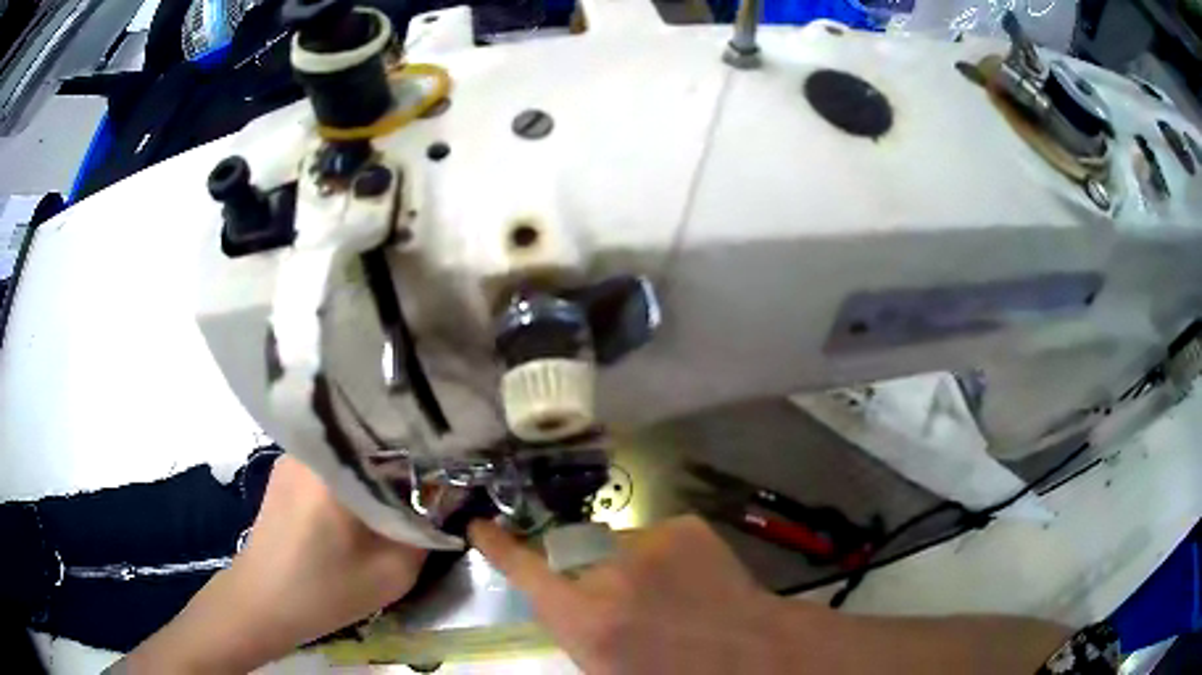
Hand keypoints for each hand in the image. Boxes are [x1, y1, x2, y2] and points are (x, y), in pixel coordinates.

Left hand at [123, 456, 426, 672]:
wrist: (262, 603)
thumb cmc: (325, 592)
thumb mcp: (393, 571)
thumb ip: (427, 529)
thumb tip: (447, 492)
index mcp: (336, 465)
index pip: (398, 433)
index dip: (435, 441)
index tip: (461, 453)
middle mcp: (312, 444)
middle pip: (373, 431)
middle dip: (410, 446)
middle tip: (440, 465)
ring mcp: (295, 452)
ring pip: (352, 443)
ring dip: (381, 458)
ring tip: (409, 476)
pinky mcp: (288, 466)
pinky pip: (333, 455)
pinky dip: (357, 467)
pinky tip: (368, 489)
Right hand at [469, 515, 818, 673]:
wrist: (754, 654)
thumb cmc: (674, 674)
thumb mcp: (607, 667)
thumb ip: (578, 630)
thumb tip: (567, 604)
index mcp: (587, 619)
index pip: (526, 574)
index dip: (499, 548)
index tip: (480, 525)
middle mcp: (610, 573)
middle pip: (579, 563)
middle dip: (592, 581)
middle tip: (630, 610)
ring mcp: (652, 543)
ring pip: (621, 549)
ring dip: (633, 569)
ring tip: (669, 597)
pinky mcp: (686, 527)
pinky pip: (659, 540)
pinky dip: (667, 557)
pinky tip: (694, 581)